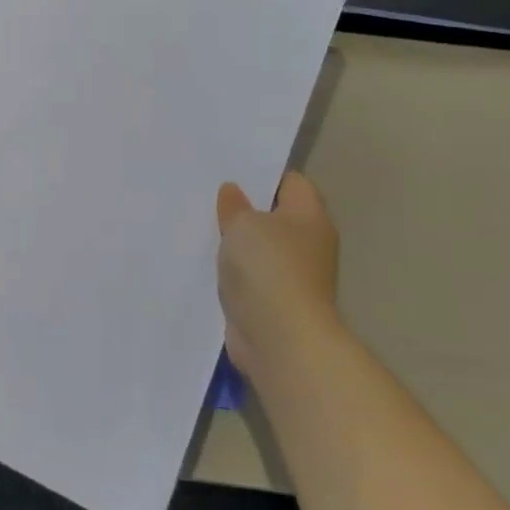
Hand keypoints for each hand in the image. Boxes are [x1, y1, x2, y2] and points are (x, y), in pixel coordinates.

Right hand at [216, 173, 339, 377]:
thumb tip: (233, 191)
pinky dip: (232, 272)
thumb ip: (235, 205)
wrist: (279, 337)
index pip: (292, 183)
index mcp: (309, 217)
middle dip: (245, 209)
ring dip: (236, 244)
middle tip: (208, 197)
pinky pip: (250, 277)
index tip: (230, 171)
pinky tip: (205, 264)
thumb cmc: (268, 268)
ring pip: (260, 249)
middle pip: (275, 217)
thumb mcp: (243, 224)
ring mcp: (292, 276)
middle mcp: (308, 244)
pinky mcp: (273, 302)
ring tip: (200, 227)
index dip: (263, 175)